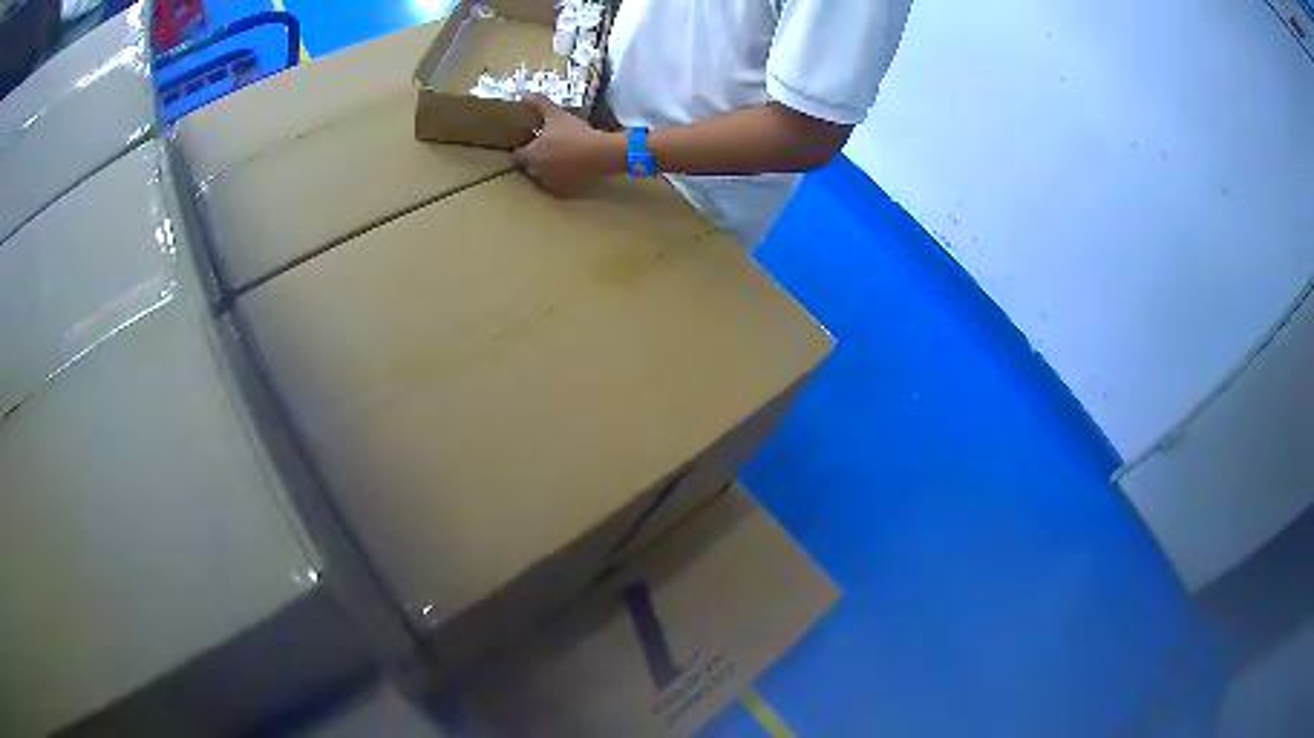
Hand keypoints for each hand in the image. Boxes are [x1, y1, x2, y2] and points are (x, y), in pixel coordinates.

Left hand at [512, 94, 623, 195]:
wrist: (601, 153)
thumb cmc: (575, 133)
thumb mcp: (557, 115)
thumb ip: (539, 104)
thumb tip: (524, 93)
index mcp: (530, 155)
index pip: (516, 156)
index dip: (522, 149)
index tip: (531, 142)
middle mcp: (536, 172)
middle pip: (529, 167)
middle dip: (534, 159)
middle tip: (547, 148)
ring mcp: (550, 183)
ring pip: (542, 177)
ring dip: (547, 169)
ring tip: (560, 157)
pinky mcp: (564, 190)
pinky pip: (556, 184)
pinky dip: (560, 178)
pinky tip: (570, 167)